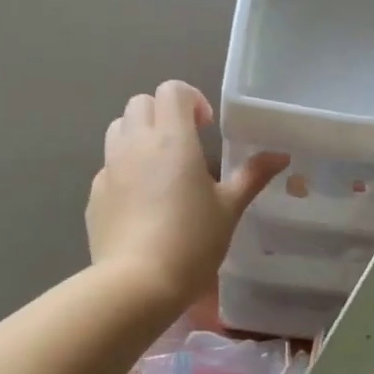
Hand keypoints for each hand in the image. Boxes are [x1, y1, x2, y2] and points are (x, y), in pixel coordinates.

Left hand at [86, 81, 286, 310]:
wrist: (137, 284)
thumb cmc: (192, 242)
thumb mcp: (229, 209)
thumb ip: (252, 176)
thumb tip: (280, 155)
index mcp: (172, 139)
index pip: (172, 90)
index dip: (191, 100)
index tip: (206, 127)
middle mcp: (135, 143)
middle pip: (141, 103)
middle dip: (163, 113)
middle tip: (185, 145)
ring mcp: (109, 168)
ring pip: (118, 129)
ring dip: (139, 135)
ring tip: (161, 168)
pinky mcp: (94, 194)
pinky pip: (109, 166)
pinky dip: (125, 169)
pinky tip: (142, 203)